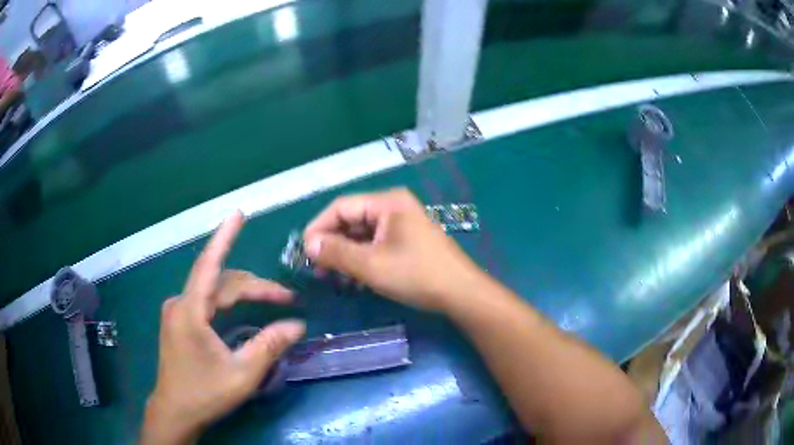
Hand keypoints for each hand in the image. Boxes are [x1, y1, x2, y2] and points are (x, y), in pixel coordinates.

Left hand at [141, 211, 305, 443]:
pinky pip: (207, 301)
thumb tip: (298, 325)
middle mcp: (180, 304)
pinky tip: (244, 309)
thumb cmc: (205, 394)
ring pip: (214, 292)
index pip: (209, 265)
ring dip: (244, 294)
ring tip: (274, 302)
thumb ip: (270, 345)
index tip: (238, 214)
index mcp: (190, 311)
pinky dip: (229, 302)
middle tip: (288, 300)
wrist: (176, 411)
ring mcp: (178, 312)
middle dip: (256, 287)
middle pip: (220, 283)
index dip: (224, 237)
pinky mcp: (179, 321)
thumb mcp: (243, 374)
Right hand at [303, 188, 482, 311]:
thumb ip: (337, 252)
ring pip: (362, 235)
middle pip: (351, 220)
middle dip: (332, 244)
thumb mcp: (371, 265)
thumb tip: (309, 244)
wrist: (460, 294)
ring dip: (345, 255)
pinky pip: (375, 245)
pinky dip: (361, 260)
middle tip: (316, 268)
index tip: (304, 251)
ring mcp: (401, 225)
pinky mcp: (406, 242)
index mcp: (387, 203)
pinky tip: (352, 280)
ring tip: (331, 277)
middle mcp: (393, 208)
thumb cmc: (416, 275)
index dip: (319, 227)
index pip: (341, 207)